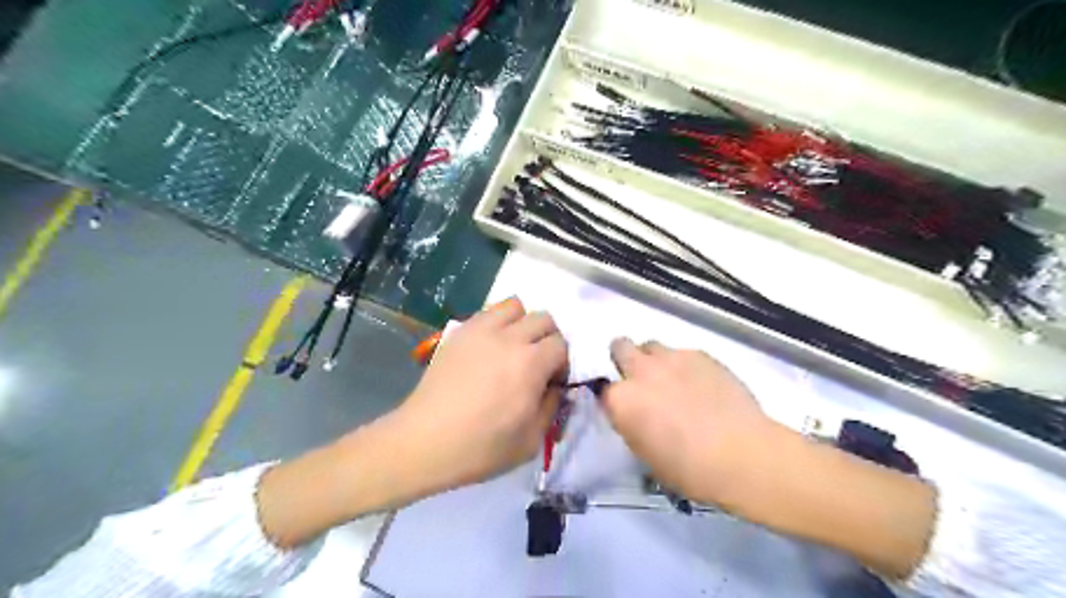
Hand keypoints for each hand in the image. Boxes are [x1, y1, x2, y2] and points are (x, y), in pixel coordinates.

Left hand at [385, 299, 564, 494]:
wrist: (425, 441)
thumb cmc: (480, 448)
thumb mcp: (531, 441)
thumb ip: (551, 407)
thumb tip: (554, 386)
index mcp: (531, 364)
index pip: (562, 344)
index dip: (562, 362)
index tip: (552, 381)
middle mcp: (510, 338)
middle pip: (544, 319)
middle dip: (548, 339)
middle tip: (538, 363)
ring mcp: (481, 330)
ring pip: (515, 306)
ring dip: (523, 323)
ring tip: (514, 347)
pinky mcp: (459, 332)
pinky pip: (488, 313)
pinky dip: (498, 323)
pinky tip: (489, 348)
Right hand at [604, 338, 934, 577]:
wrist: (744, 455)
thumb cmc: (691, 469)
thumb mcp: (646, 455)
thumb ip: (632, 424)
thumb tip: (635, 413)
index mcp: (621, 400)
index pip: (603, 388)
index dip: (615, 398)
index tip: (626, 408)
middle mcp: (641, 371)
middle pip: (619, 346)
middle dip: (625, 360)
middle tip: (642, 381)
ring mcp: (671, 358)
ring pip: (651, 346)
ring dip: (655, 361)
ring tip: (675, 382)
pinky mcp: (701, 354)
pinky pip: (683, 353)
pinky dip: (685, 365)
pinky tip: (703, 386)